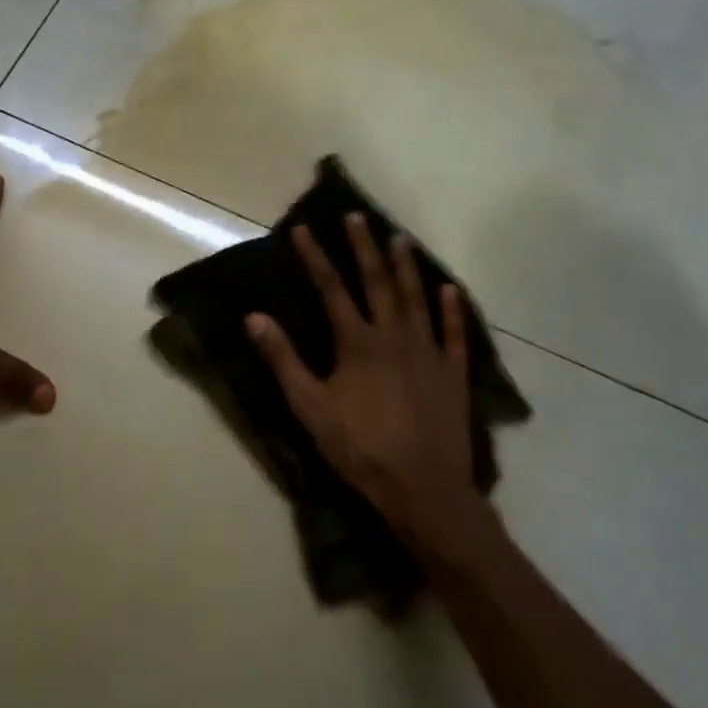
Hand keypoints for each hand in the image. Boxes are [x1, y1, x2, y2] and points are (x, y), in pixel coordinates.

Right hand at [246, 215, 485, 547]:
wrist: (424, 490)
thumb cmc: (360, 448)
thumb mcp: (310, 406)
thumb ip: (282, 359)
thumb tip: (254, 317)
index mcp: (357, 342)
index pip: (331, 288)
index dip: (315, 257)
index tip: (302, 229)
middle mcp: (393, 336)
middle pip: (377, 282)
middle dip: (364, 247)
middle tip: (358, 217)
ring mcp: (427, 353)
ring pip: (416, 299)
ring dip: (406, 266)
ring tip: (400, 238)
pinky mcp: (453, 374)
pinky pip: (453, 334)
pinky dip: (451, 310)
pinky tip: (449, 289)